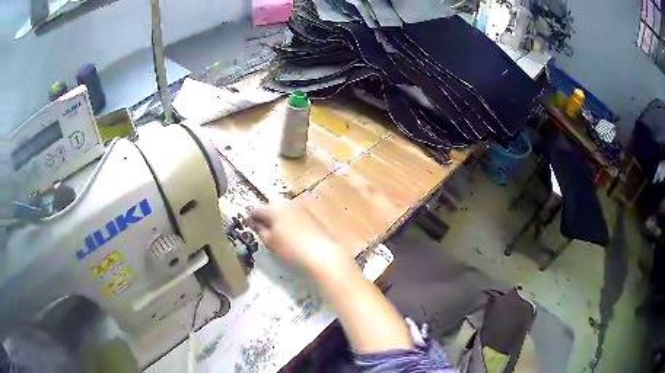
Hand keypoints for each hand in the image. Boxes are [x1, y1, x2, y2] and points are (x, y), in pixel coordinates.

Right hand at [247, 200, 351, 273]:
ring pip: (284, 209)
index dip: (250, 218)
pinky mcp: (312, 215)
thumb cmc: (291, 249)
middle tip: (262, 228)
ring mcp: (301, 207)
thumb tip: (254, 223)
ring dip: (278, 217)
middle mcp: (287, 203)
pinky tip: (291, 232)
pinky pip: (295, 214)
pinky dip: (289, 220)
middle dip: (265, 215)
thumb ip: (260, 230)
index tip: (248, 226)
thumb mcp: (270, 241)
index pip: (257, 209)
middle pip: (271, 206)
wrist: (323, 253)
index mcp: (274, 208)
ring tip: (277, 231)